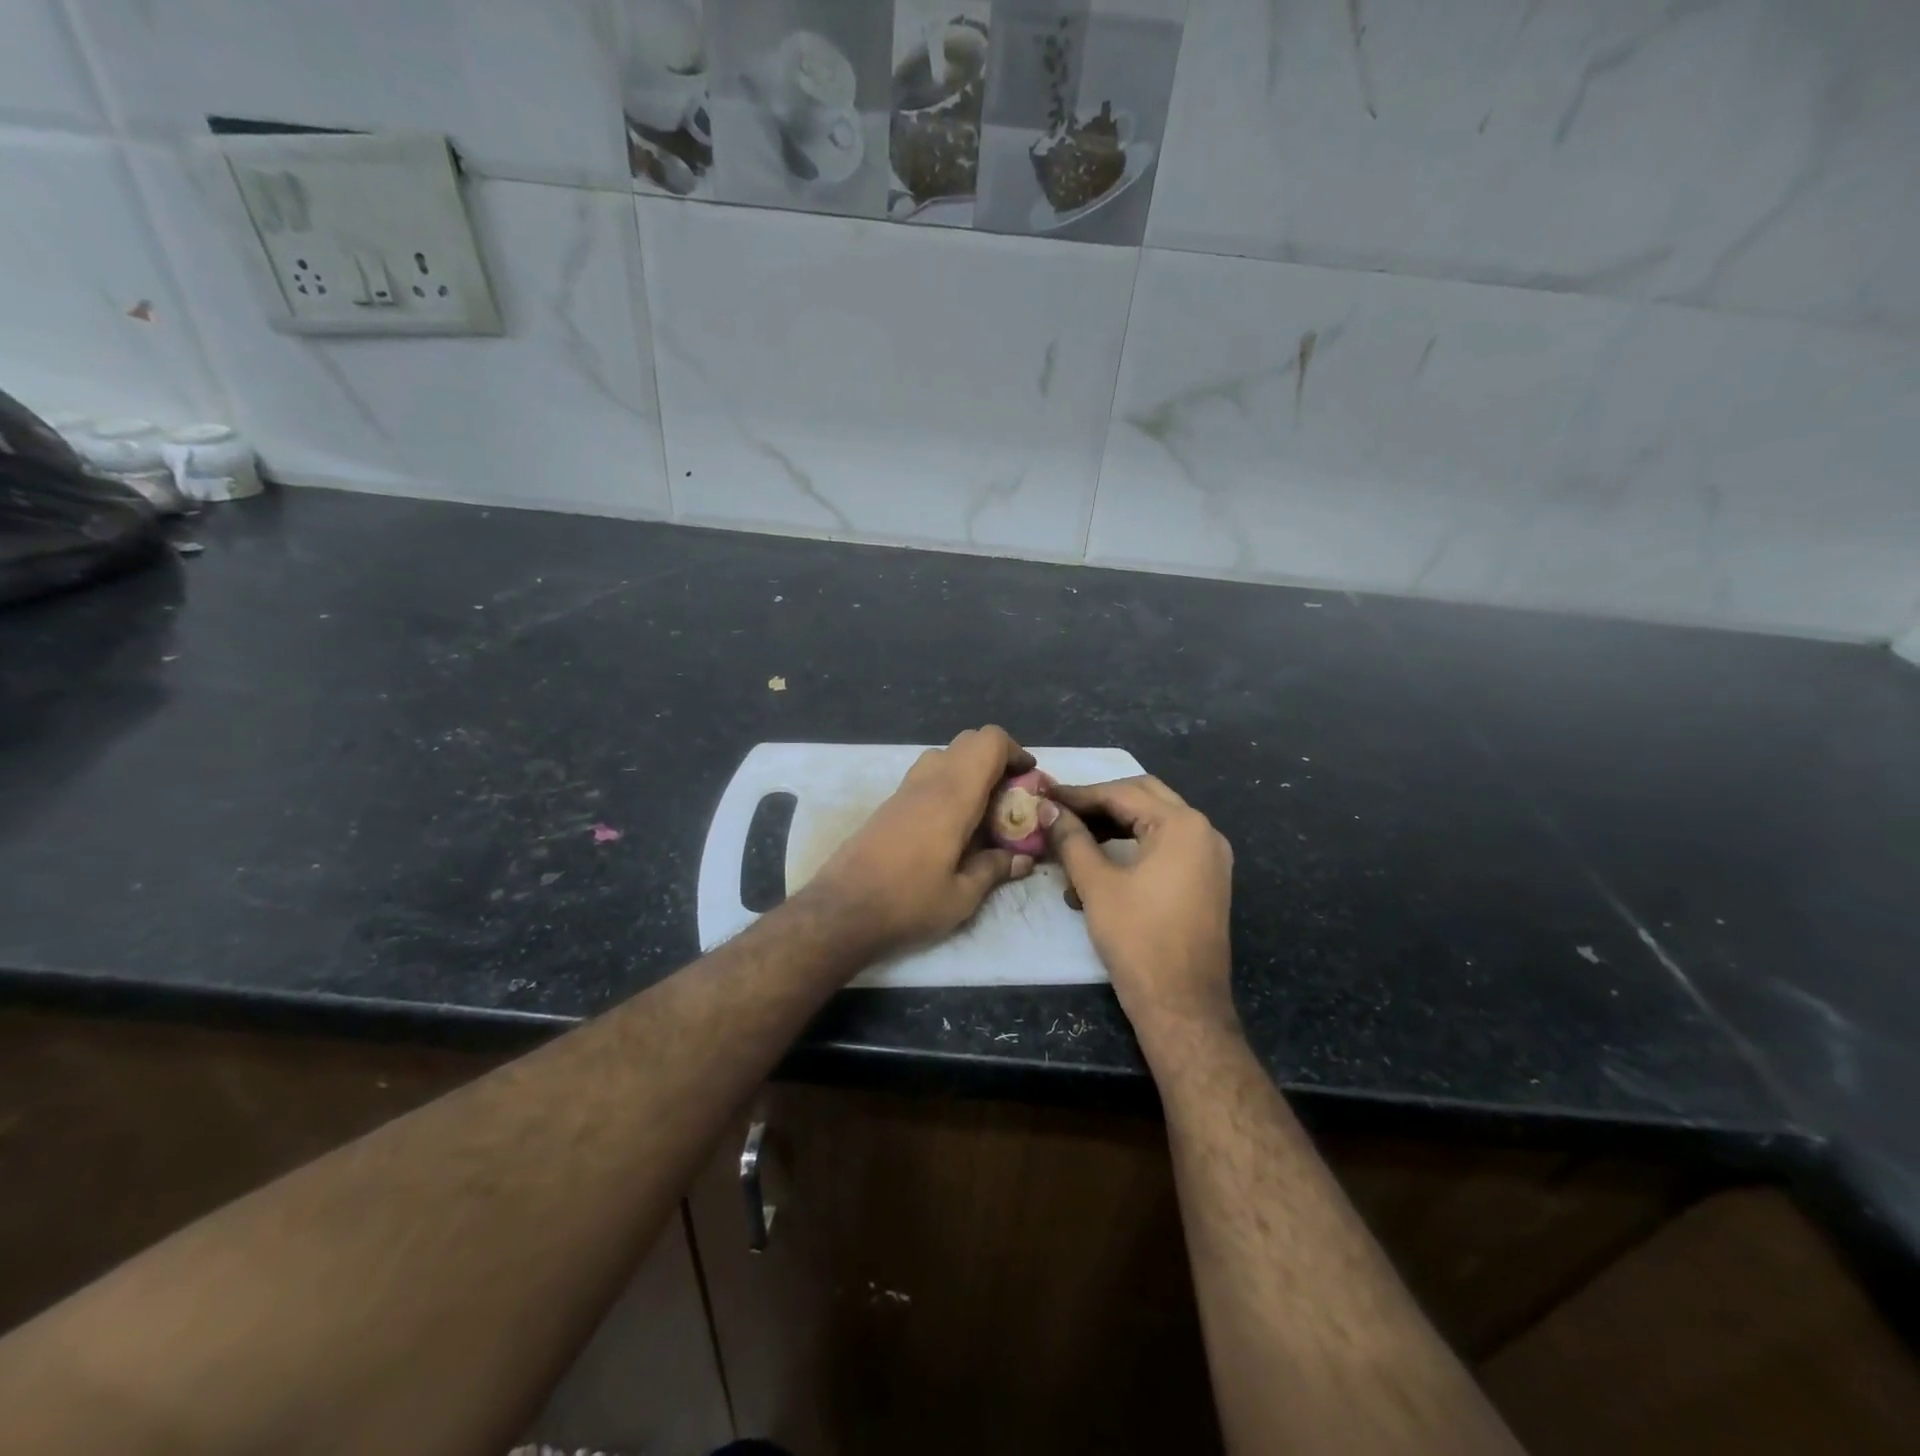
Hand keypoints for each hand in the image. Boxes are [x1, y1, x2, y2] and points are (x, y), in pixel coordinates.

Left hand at [801, 726, 1038, 959]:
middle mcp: (929, 781)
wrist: (841, 911)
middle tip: (1009, 797)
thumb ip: (995, 869)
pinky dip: (947, 785)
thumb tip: (1022, 859)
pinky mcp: (889, 804)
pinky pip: (926, 776)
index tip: (1029, 779)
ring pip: (944, 756)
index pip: (989, 741)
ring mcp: (904, 790)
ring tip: (982, 811)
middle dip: (995, 760)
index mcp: (954, 795)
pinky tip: (952, 826)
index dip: (1015, 751)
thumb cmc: (908, 902)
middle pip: (968, 741)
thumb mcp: (962, 896)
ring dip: (969, 771)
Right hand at [1046, 777, 1235, 1039]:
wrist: (1182, 1006)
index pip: (1122, 793)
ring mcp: (1209, 857)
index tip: (1043, 794)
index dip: (1078, 794)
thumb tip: (1047, 809)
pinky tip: (1098, 864)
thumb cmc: (1138, 940)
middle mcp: (1203, 831)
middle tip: (1060, 810)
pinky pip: (1166, 847)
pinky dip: (1133, 847)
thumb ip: (1071, 838)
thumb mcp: (1097, 884)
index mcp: (1182, 825)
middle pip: (1143, 798)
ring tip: (1072, 838)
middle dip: (1099, 803)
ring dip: (1113, 825)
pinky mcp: (1206, 880)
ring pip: (1154, 822)